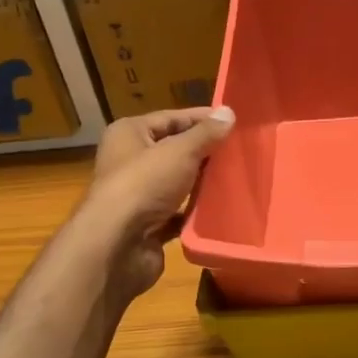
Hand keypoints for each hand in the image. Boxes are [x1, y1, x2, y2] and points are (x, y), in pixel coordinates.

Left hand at [80, 106, 234, 298]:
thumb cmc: (144, 185)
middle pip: (173, 150)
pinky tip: (221, 208)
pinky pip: (178, 212)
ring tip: (236, 177)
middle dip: (204, 151)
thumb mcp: (180, 151)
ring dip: (202, 182)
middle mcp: (129, 161)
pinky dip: (196, 211)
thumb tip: (229, 112)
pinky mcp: (148, 225)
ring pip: (177, 183)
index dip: (201, 119)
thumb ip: (205, 134)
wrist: (118, 245)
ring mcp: (138, 196)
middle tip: (240, 150)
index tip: (234, 122)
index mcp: (129, 134)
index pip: (170, 118)